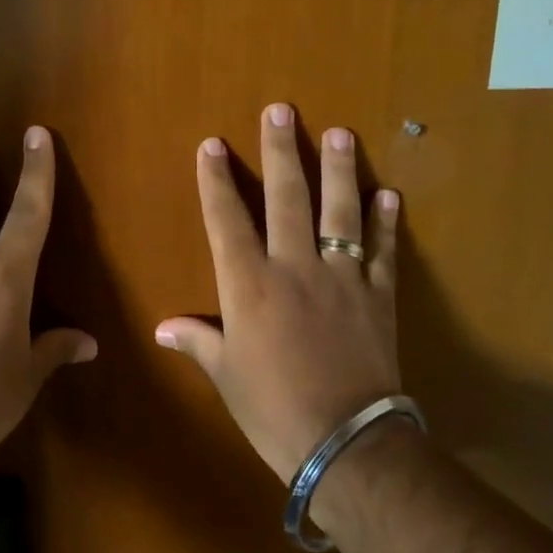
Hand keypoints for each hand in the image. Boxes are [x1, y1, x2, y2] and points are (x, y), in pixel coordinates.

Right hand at [156, 103, 401, 481]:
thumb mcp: (226, 375)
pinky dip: (386, 222)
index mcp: (248, 285)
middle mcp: (294, 268)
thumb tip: (164, 327)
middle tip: (281, 110)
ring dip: (339, 170)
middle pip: (287, 198)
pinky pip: (384, 252)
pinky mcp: (379, 297)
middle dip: (281, 151)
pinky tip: (388, 194)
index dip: (216, 180)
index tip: (212, 145)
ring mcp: (342, 279)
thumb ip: (198, 341)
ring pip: (340, 212)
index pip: (227, 219)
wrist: (346, 442)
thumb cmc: (272, 409)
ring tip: (339, 133)